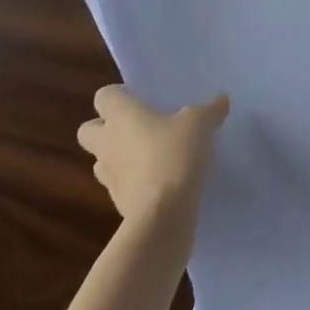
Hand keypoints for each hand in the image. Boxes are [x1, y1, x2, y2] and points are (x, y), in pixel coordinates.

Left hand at [77, 86, 226, 229]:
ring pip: (102, 160)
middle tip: (137, 128)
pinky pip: (120, 185)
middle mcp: (107, 142)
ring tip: (149, 157)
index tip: (141, 100)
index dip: (120, 96)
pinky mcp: (117, 202)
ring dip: (119, 157)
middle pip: (88, 129)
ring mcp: (108, 175)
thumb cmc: (175, 155)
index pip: (104, 96)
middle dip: (106, 128)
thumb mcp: (200, 124)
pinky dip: (133, 183)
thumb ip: (209, 110)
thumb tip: (221, 100)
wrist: (163, 214)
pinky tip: (159, 183)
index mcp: (121, 115)